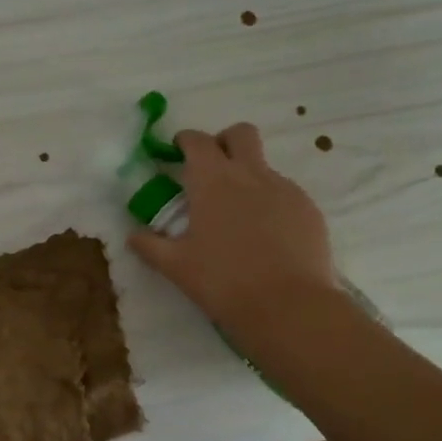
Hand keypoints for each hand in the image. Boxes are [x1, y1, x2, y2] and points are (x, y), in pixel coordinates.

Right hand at [128, 123, 337, 324]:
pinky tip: (266, 236)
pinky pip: (285, 193)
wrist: (288, 306)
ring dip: (247, 176)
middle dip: (224, 141)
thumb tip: (133, 235)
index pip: (197, 141)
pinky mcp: (308, 209)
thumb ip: (150, 245)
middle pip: (240, 134)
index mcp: (212, 182)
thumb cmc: (223, 281)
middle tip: (212, 168)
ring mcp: (285, 189)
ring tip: (238, 216)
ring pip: (264, 166)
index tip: (177, 152)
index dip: (185, 141)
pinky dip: (270, 202)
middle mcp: (250, 175)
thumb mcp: (176, 266)